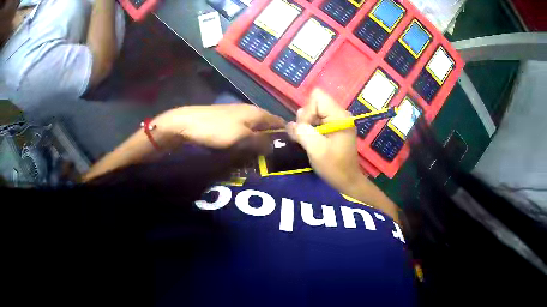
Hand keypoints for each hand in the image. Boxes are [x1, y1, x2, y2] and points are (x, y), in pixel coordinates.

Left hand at [156, 104, 285, 147]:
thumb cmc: (216, 129)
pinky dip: (249, 139)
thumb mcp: (241, 137)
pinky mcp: (228, 121)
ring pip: (256, 128)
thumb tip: (275, 146)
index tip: (291, 149)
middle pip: (268, 125)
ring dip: (261, 140)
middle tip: (278, 157)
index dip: (286, 133)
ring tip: (265, 157)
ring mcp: (238, 115)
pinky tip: (248, 149)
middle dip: (274, 139)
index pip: (278, 121)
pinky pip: (245, 131)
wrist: (187, 123)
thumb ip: (260, 141)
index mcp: (256, 112)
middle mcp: (250, 111)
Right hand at [287, 89, 361, 190]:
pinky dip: (311, 129)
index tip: (307, 130)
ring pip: (314, 111)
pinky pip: (317, 120)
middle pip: (314, 103)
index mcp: (339, 116)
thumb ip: (302, 132)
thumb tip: (291, 124)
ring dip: (307, 125)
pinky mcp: (334, 127)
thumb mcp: (316, 149)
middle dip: (306, 119)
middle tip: (308, 137)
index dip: (308, 111)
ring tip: (309, 141)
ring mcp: (338, 120)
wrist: (347, 181)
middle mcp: (340, 114)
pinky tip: (311, 141)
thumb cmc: (334, 167)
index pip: (317, 97)